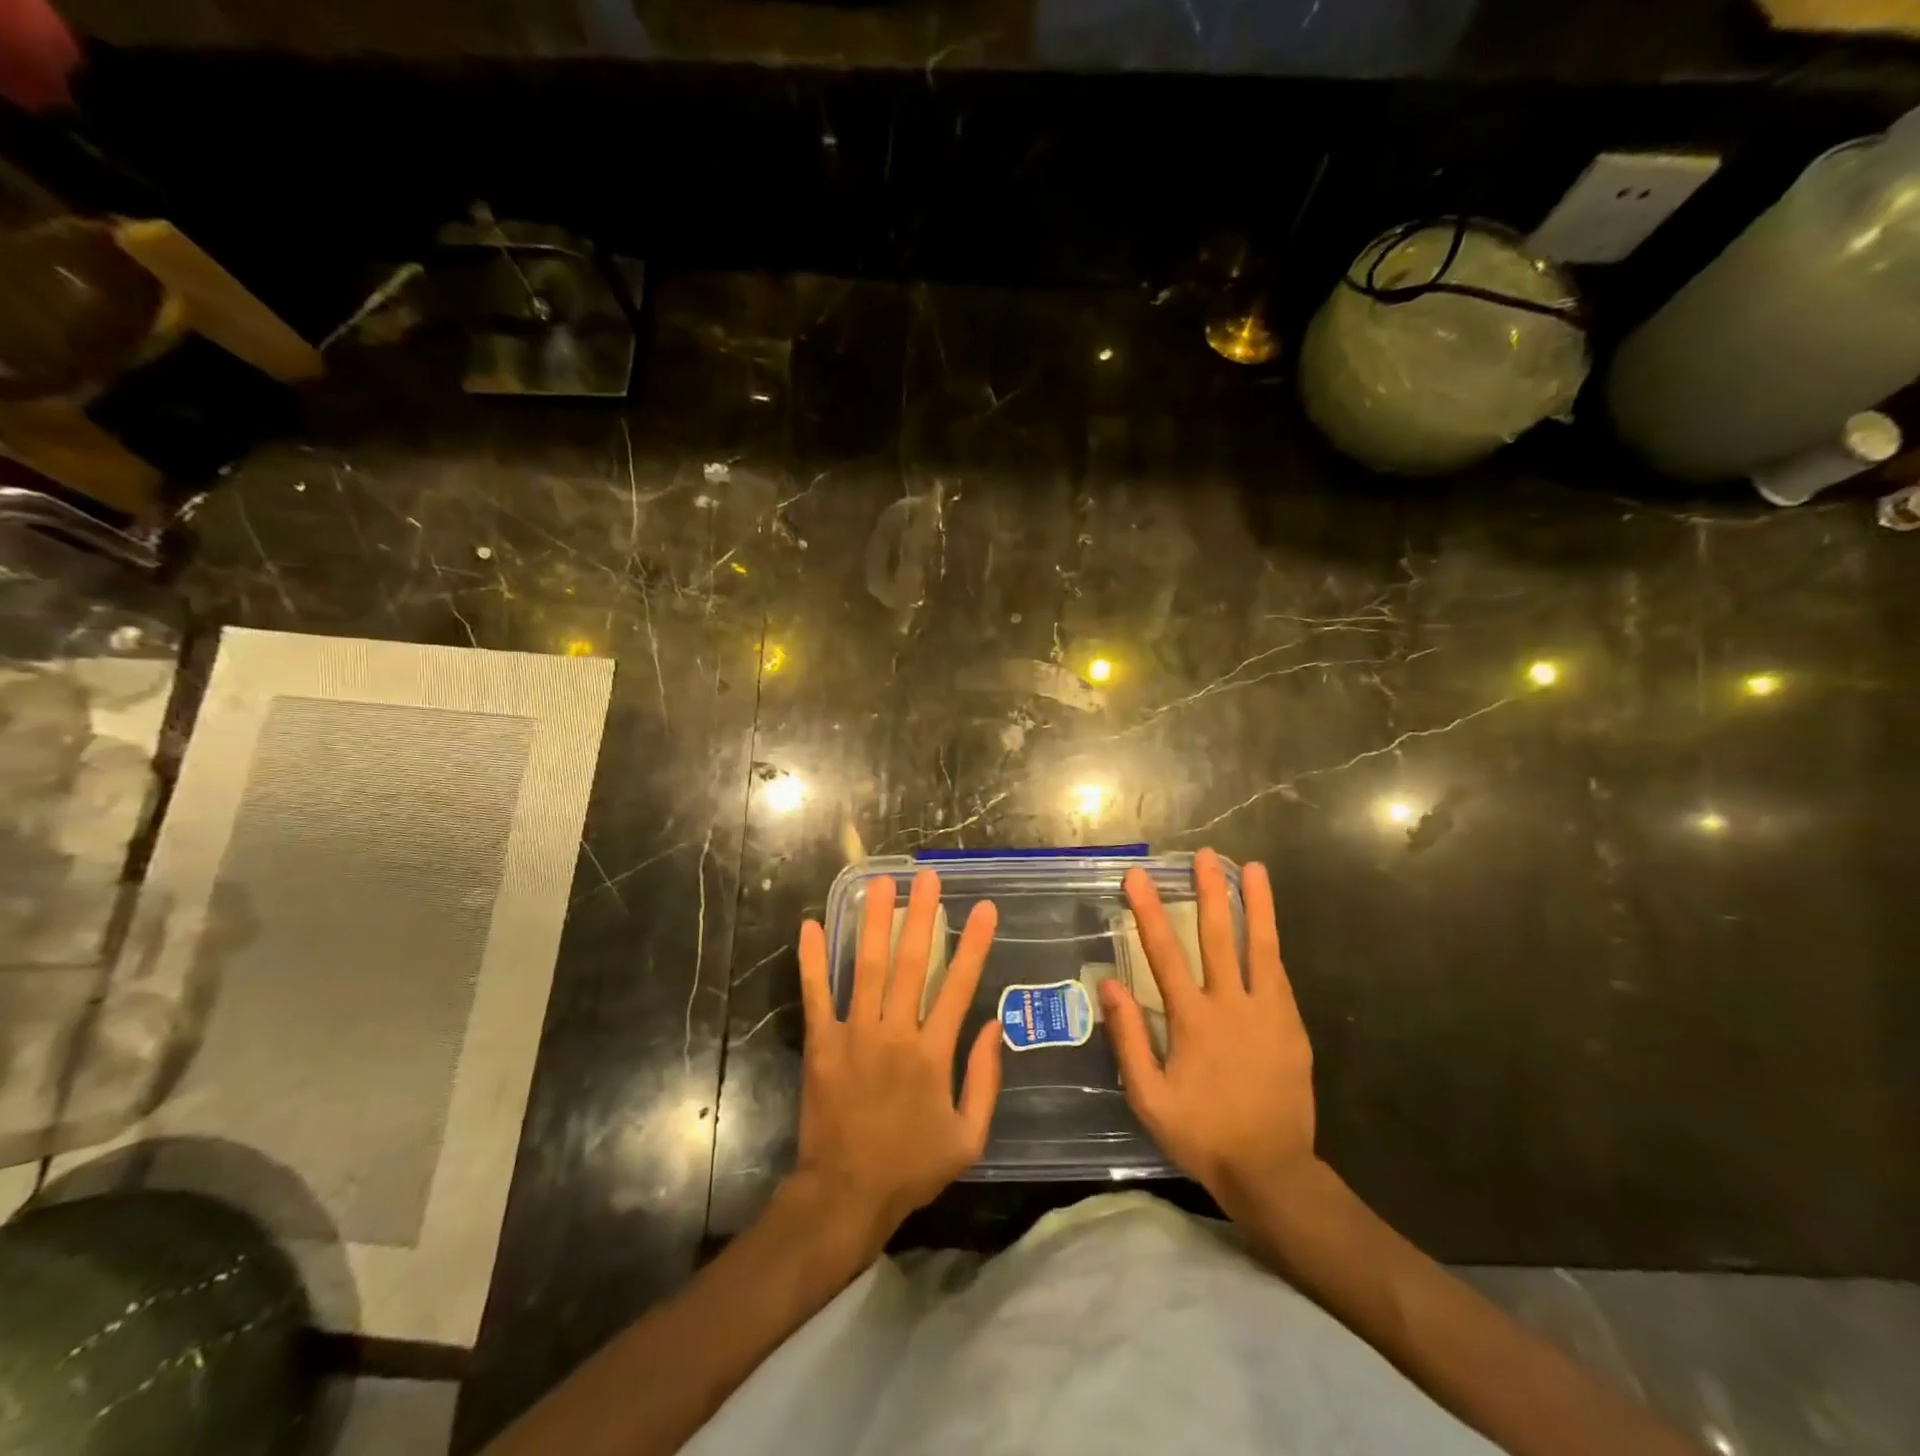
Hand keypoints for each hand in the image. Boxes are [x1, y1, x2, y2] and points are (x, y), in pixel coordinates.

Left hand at [793, 869, 1001, 1253]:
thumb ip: (985, 1080)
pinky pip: (816, 995)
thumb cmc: (911, 1167)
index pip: (959, 986)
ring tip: (880, 883)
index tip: (985, 908)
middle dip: (922, 916)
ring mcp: (855, 1034)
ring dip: (875, 922)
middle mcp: (895, 1033)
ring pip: (868, 967)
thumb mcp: (968, 1137)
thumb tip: (995, 1027)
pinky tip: (809, 926)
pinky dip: (812, 961)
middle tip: (927, 877)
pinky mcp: (821, 1044)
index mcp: (934, 1054)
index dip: (974, 944)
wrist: (846, 1195)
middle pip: (912, 963)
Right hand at [1099, 847, 1317, 1211]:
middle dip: (1209, 892)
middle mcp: (1231, 1005)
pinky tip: (1267, 927)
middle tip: (1204, 856)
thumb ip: (1128, 1038)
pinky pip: (1279, 975)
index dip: (1149, 912)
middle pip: (1218, 937)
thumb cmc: (1202, 1133)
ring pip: (1260, 947)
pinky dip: (1271, 944)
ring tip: (1253, 869)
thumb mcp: (1148, 1097)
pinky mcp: (1292, 1026)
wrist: (1271, 1170)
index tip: (1138, 877)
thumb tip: (1108, 985)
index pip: (1164, 954)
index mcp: (1192, 1020)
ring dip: (1255, 905)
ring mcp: (1268, 1013)